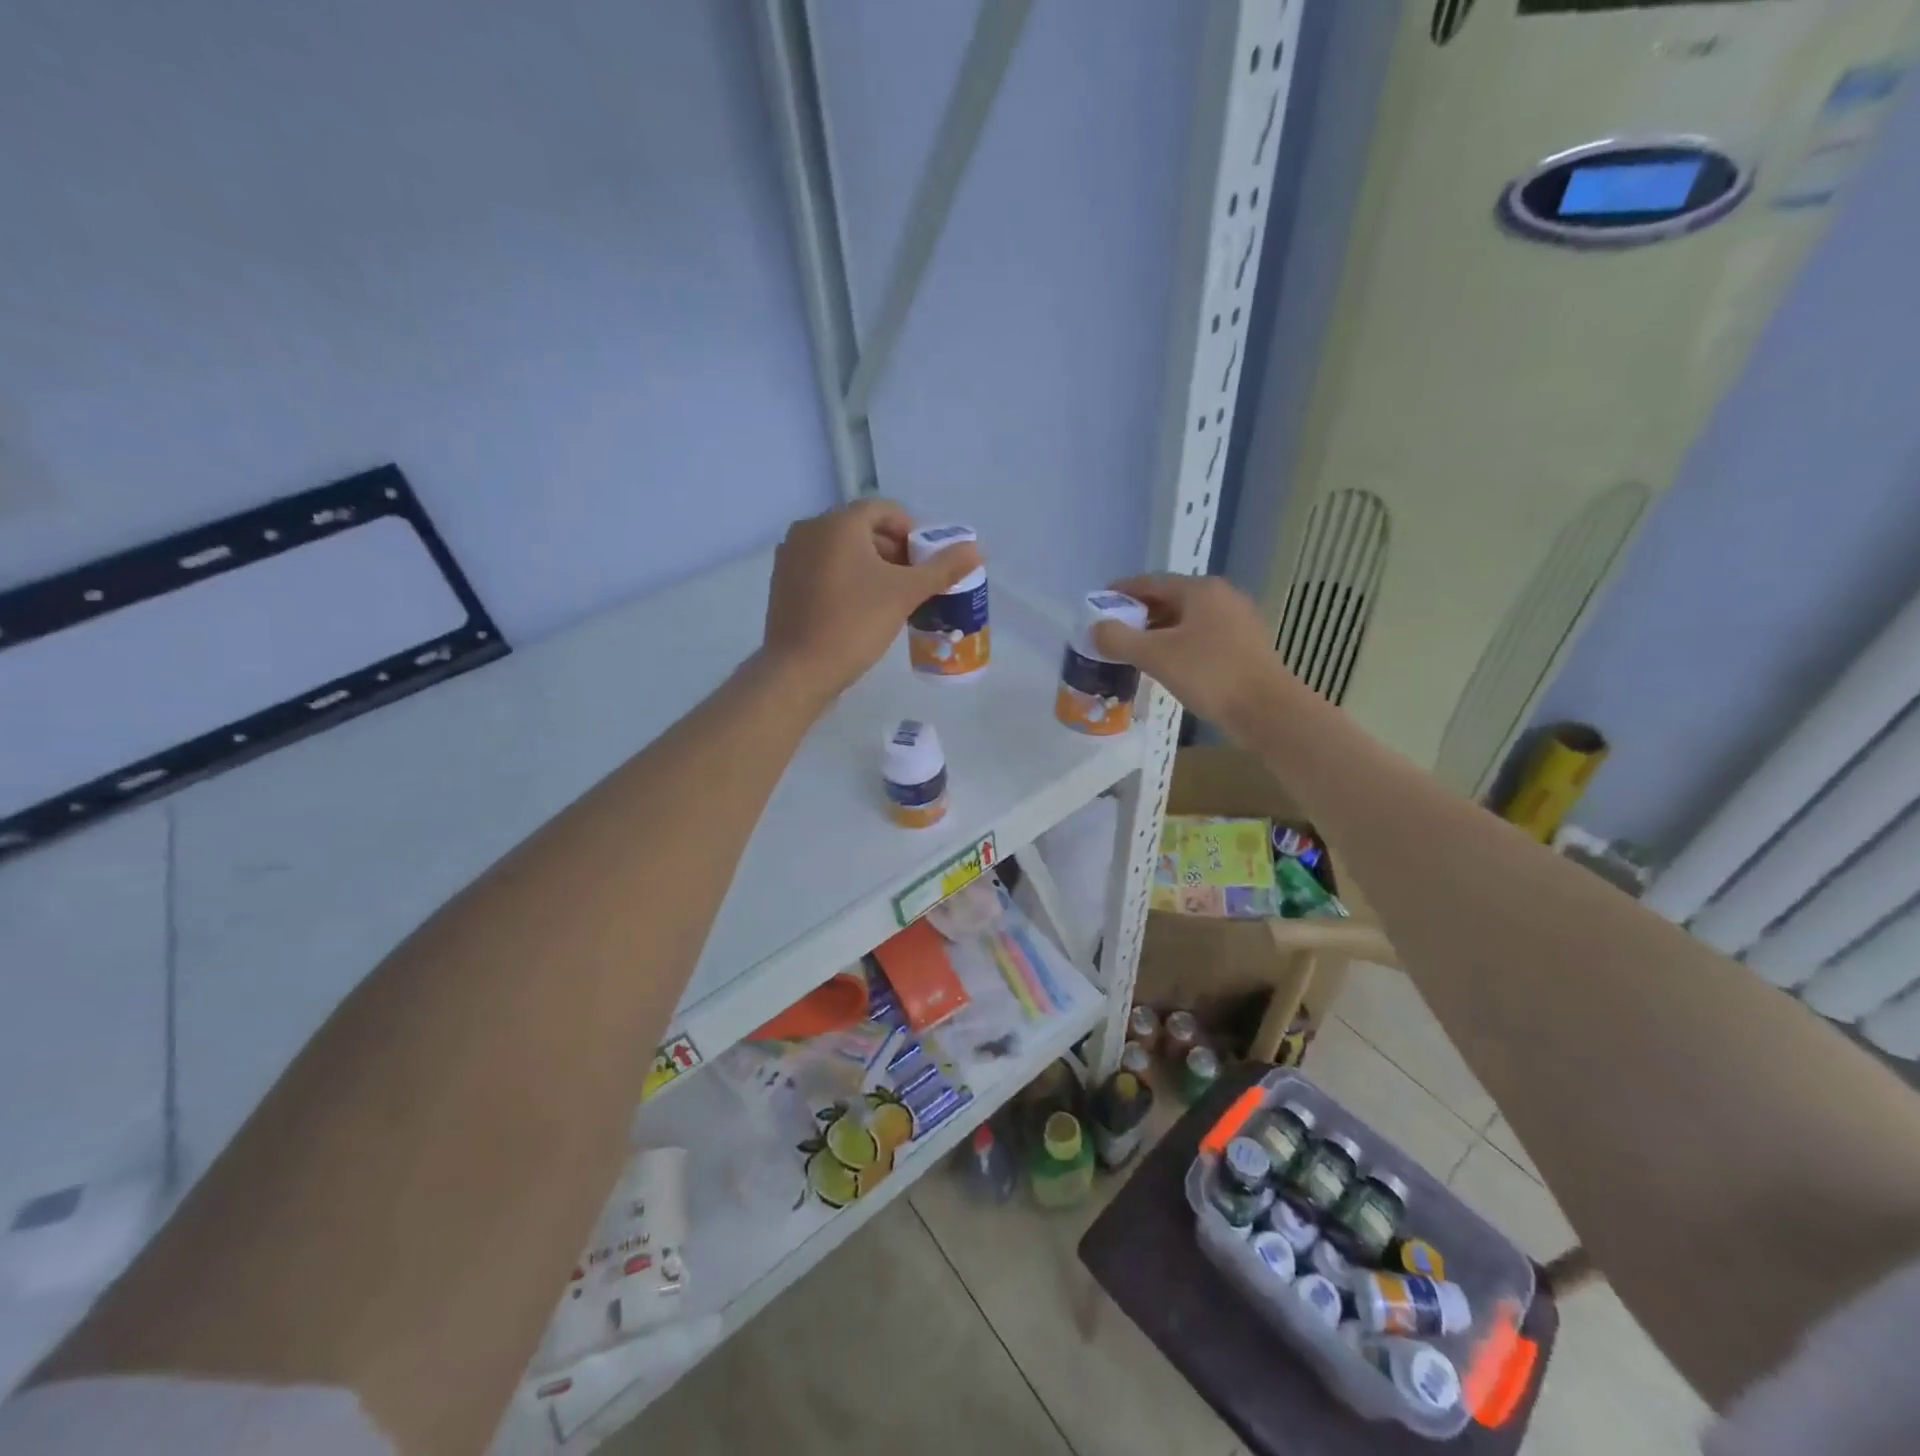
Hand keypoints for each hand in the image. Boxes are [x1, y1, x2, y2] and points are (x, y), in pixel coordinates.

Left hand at [761, 498, 981, 704]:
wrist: (799, 669)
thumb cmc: (855, 624)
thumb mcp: (905, 594)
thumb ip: (942, 568)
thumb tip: (976, 549)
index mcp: (838, 523)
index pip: (884, 509)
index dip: (911, 532)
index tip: (925, 563)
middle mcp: (809, 529)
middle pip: (862, 528)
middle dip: (892, 550)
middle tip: (912, 582)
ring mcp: (790, 556)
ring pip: (841, 549)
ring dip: (869, 565)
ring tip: (889, 598)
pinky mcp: (782, 582)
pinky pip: (822, 567)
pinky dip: (844, 577)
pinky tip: (858, 608)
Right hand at [1092, 573, 1298, 728]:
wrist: (1267, 710)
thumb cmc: (1209, 674)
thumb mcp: (1155, 655)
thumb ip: (1119, 639)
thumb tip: (1096, 629)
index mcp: (1201, 590)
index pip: (1151, 582)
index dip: (1122, 591)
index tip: (1100, 603)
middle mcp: (1223, 596)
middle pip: (1171, 599)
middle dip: (1140, 614)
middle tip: (1114, 633)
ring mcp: (1239, 621)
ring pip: (1188, 620)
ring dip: (1159, 632)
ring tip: (1137, 651)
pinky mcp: (1246, 645)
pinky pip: (1203, 636)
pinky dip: (1180, 644)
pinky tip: (1169, 665)